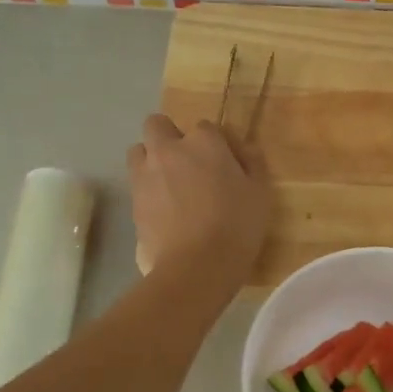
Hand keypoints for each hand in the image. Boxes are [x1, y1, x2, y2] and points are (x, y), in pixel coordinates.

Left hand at [127, 114, 272, 288]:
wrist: (196, 266)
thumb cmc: (236, 226)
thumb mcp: (260, 193)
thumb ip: (252, 163)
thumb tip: (245, 147)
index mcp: (203, 142)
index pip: (205, 127)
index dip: (214, 144)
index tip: (224, 164)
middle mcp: (168, 150)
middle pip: (157, 125)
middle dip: (169, 137)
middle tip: (188, 164)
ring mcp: (145, 174)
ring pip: (139, 151)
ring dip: (151, 159)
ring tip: (169, 184)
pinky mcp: (132, 201)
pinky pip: (136, 184)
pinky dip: (147, 189)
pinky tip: (163, 211)